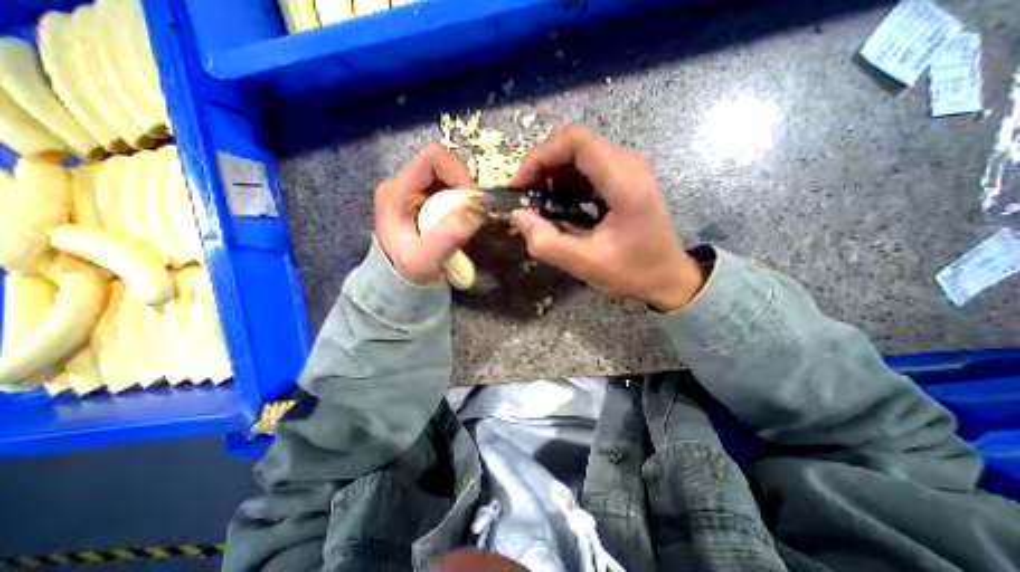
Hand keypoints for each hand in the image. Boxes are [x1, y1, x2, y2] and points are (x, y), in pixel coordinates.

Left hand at [375, 142, 482, 285]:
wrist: (401, 281)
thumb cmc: (408, 272)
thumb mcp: (424, 261)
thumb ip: (448, 236)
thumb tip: (478, 209)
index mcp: (397, 191)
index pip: (433, 159)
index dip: (459, 173)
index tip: (471, 201)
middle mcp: (405, 184)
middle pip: (445, 167)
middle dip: (464, 191)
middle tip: (470, 217)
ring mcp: (415, 191)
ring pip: (451, 179)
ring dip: (464, 199)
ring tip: (464, 223)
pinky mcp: (426, 200)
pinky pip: (451, 192)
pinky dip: (462, 205)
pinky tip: (459, 223)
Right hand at [508, 125, 700, 313]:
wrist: (669, 278)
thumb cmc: (633, 273)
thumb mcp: (586, 265)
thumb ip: (547, 243)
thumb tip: (517, 216)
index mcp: (624, 183)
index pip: (575, 142)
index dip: (540, 157)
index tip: (519, 185)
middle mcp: (629, 165)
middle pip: (575, 142)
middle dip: (542, 165)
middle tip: (525, 195)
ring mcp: (629, 169)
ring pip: (579, 152)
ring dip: (553, 173)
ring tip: (539, 202)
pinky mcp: (625, 178)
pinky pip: (588, 166)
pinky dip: (566, 180)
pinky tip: (560, 203)